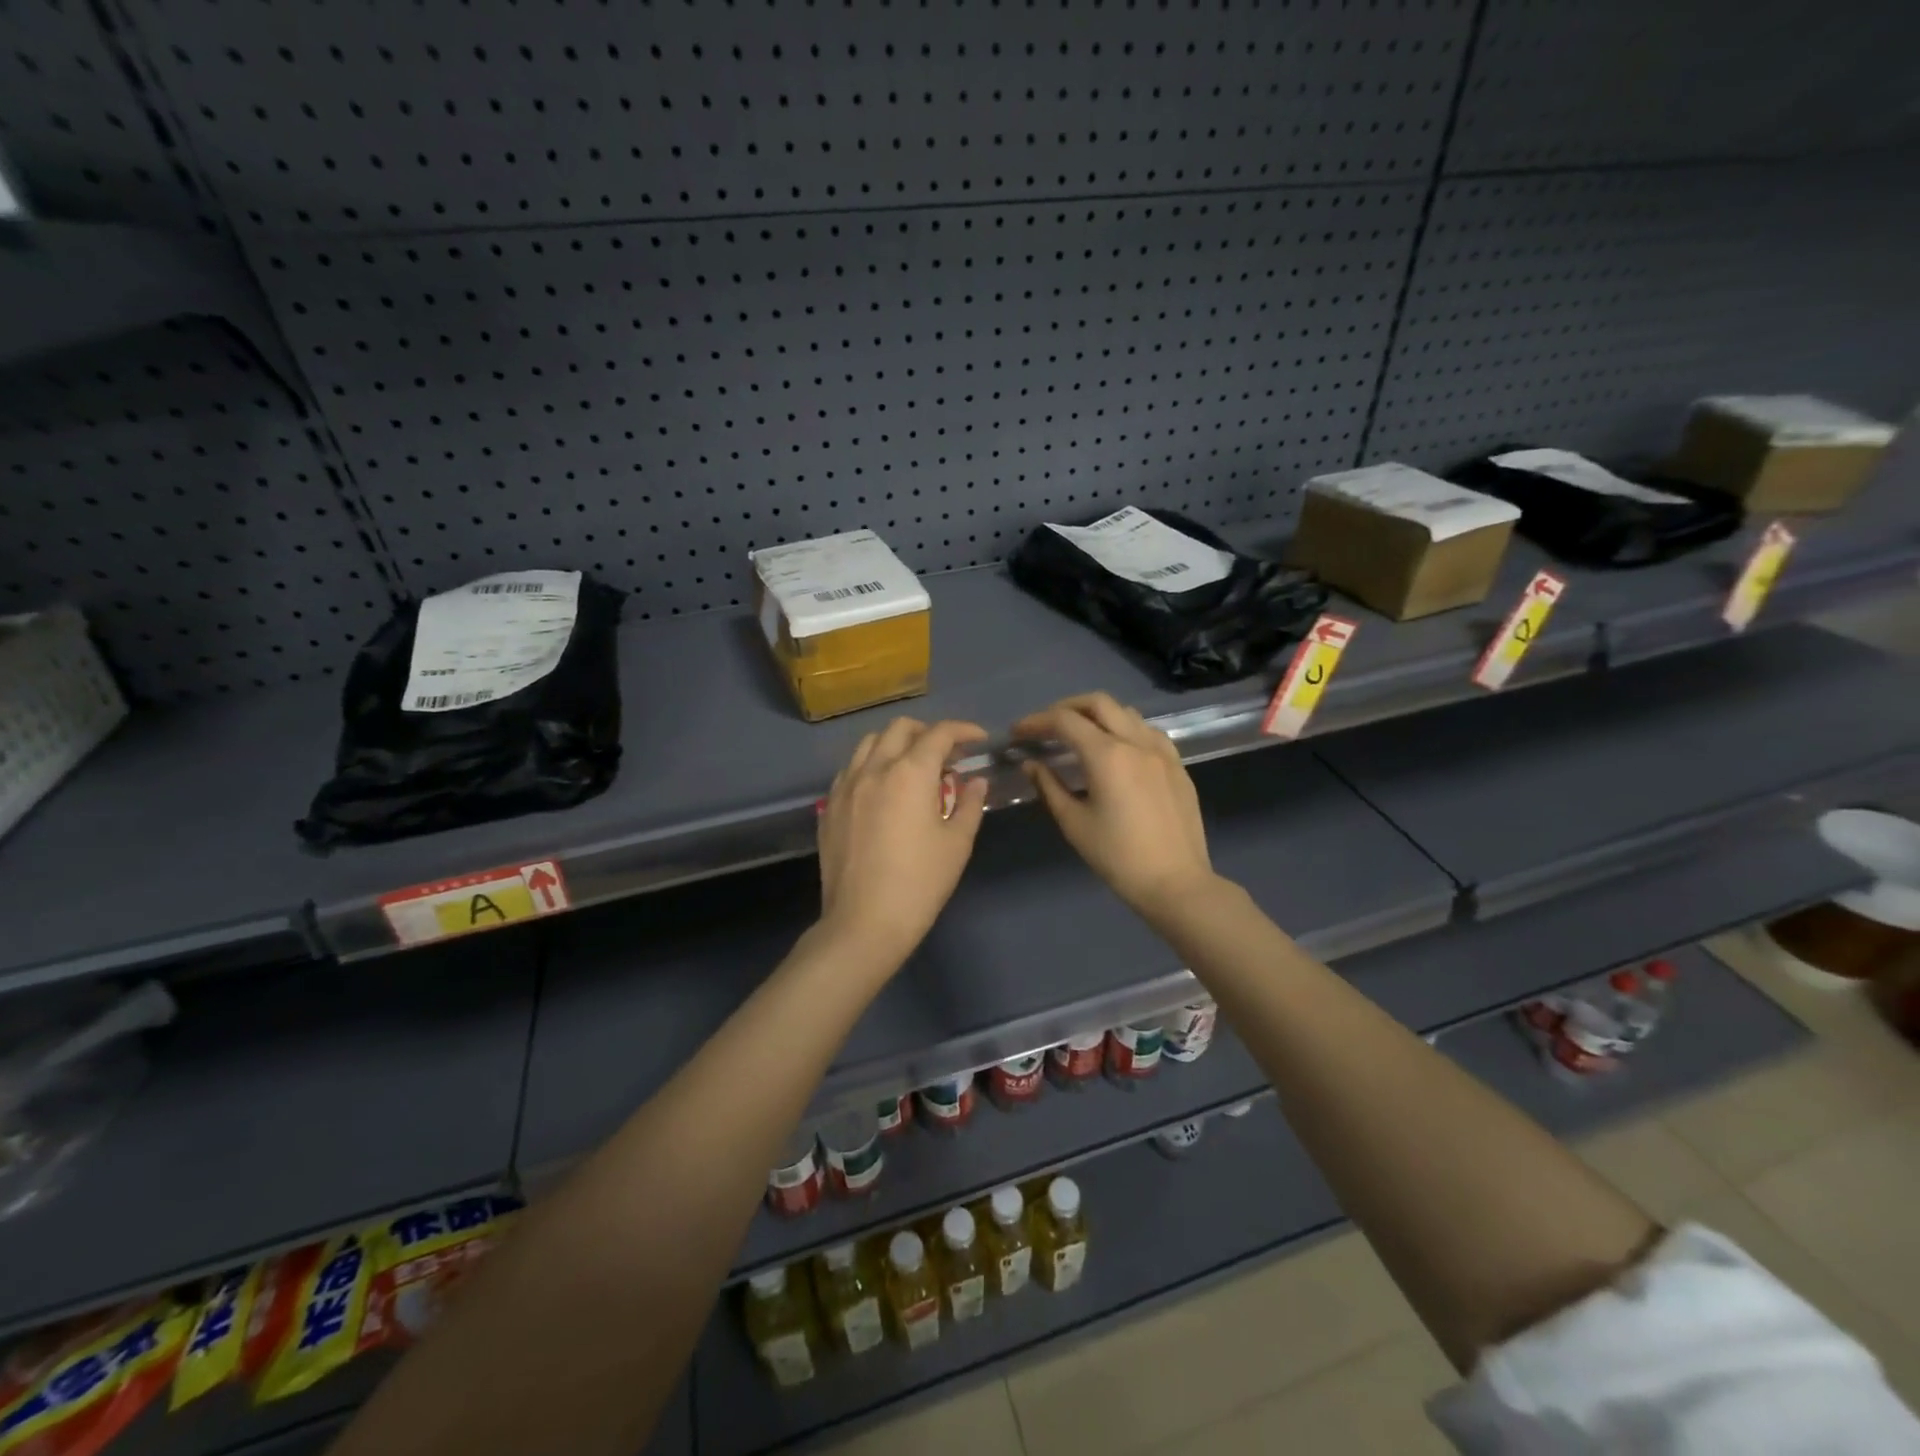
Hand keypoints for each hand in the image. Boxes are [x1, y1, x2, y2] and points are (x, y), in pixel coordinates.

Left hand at [816, 717, 990, 964]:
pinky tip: (882, 790)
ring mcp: (846, 786)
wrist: (864, 922)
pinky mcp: (829, 807)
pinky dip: (871, 766)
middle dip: (928, 732)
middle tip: (946, 754)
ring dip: (896, 744)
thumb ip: (970, 804)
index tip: (978, 740)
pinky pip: (850, 770)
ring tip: (912, 766)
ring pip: (869, 743)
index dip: (963, 730)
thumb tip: (975, 781)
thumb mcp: (957, 844)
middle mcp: (874, 768)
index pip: (939, 734)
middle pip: (900, 729)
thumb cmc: (920, 883)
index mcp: (910, 773)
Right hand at [1012, 693, 1217, 921]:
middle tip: (1046, 726)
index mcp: (1107, 755)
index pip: (1064, 721)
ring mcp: (1161, 751)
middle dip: (1066, 707)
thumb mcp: (1074, 823)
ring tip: (1079, 735)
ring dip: (1097, 715)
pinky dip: (1125, 728)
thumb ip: (1049, 786)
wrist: (1175, 883)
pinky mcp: (1177, 765)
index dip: (1036, 722)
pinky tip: (1117, 749)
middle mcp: (1136, 742)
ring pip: (1126, 712)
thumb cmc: (1118, 857)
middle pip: (1097, 703)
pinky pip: (1148, 731)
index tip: (1017, 733)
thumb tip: (1032, 764)